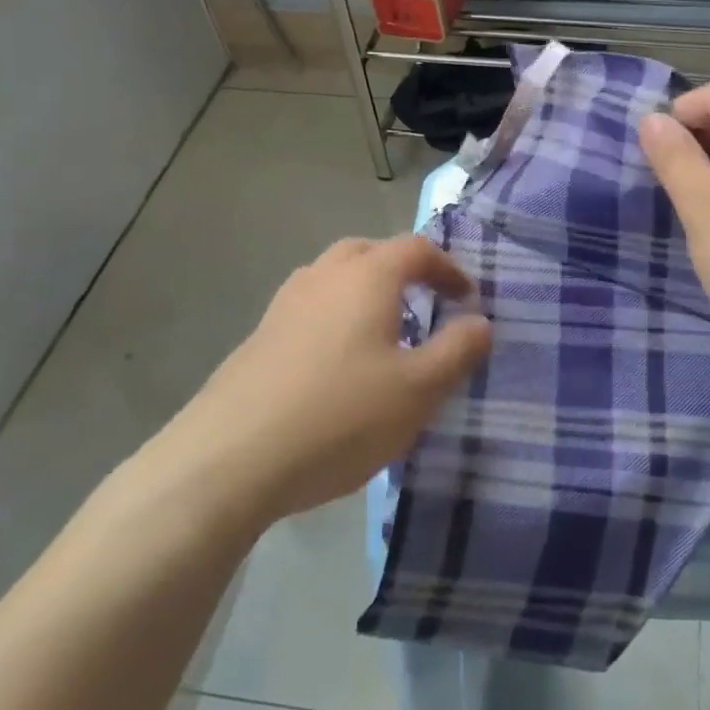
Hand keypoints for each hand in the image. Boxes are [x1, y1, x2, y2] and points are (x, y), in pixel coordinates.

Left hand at [158, 235, 492, 527]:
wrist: (228, 460)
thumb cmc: (340, 416)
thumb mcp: (418, 389)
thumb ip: (458, 350)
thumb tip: (481, 322)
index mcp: (367, 277)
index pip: (417, 249)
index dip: (449, 268)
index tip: (468, 298)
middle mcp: (324, 276)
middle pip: (370, 253)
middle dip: (404, 271)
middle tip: (426, 304)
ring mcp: (285, 305)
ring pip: (334, 278)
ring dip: (366, 292)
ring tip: (384, 333)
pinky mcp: (259, 338)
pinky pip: (310, 309)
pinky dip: (335, 318)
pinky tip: (338, 364)